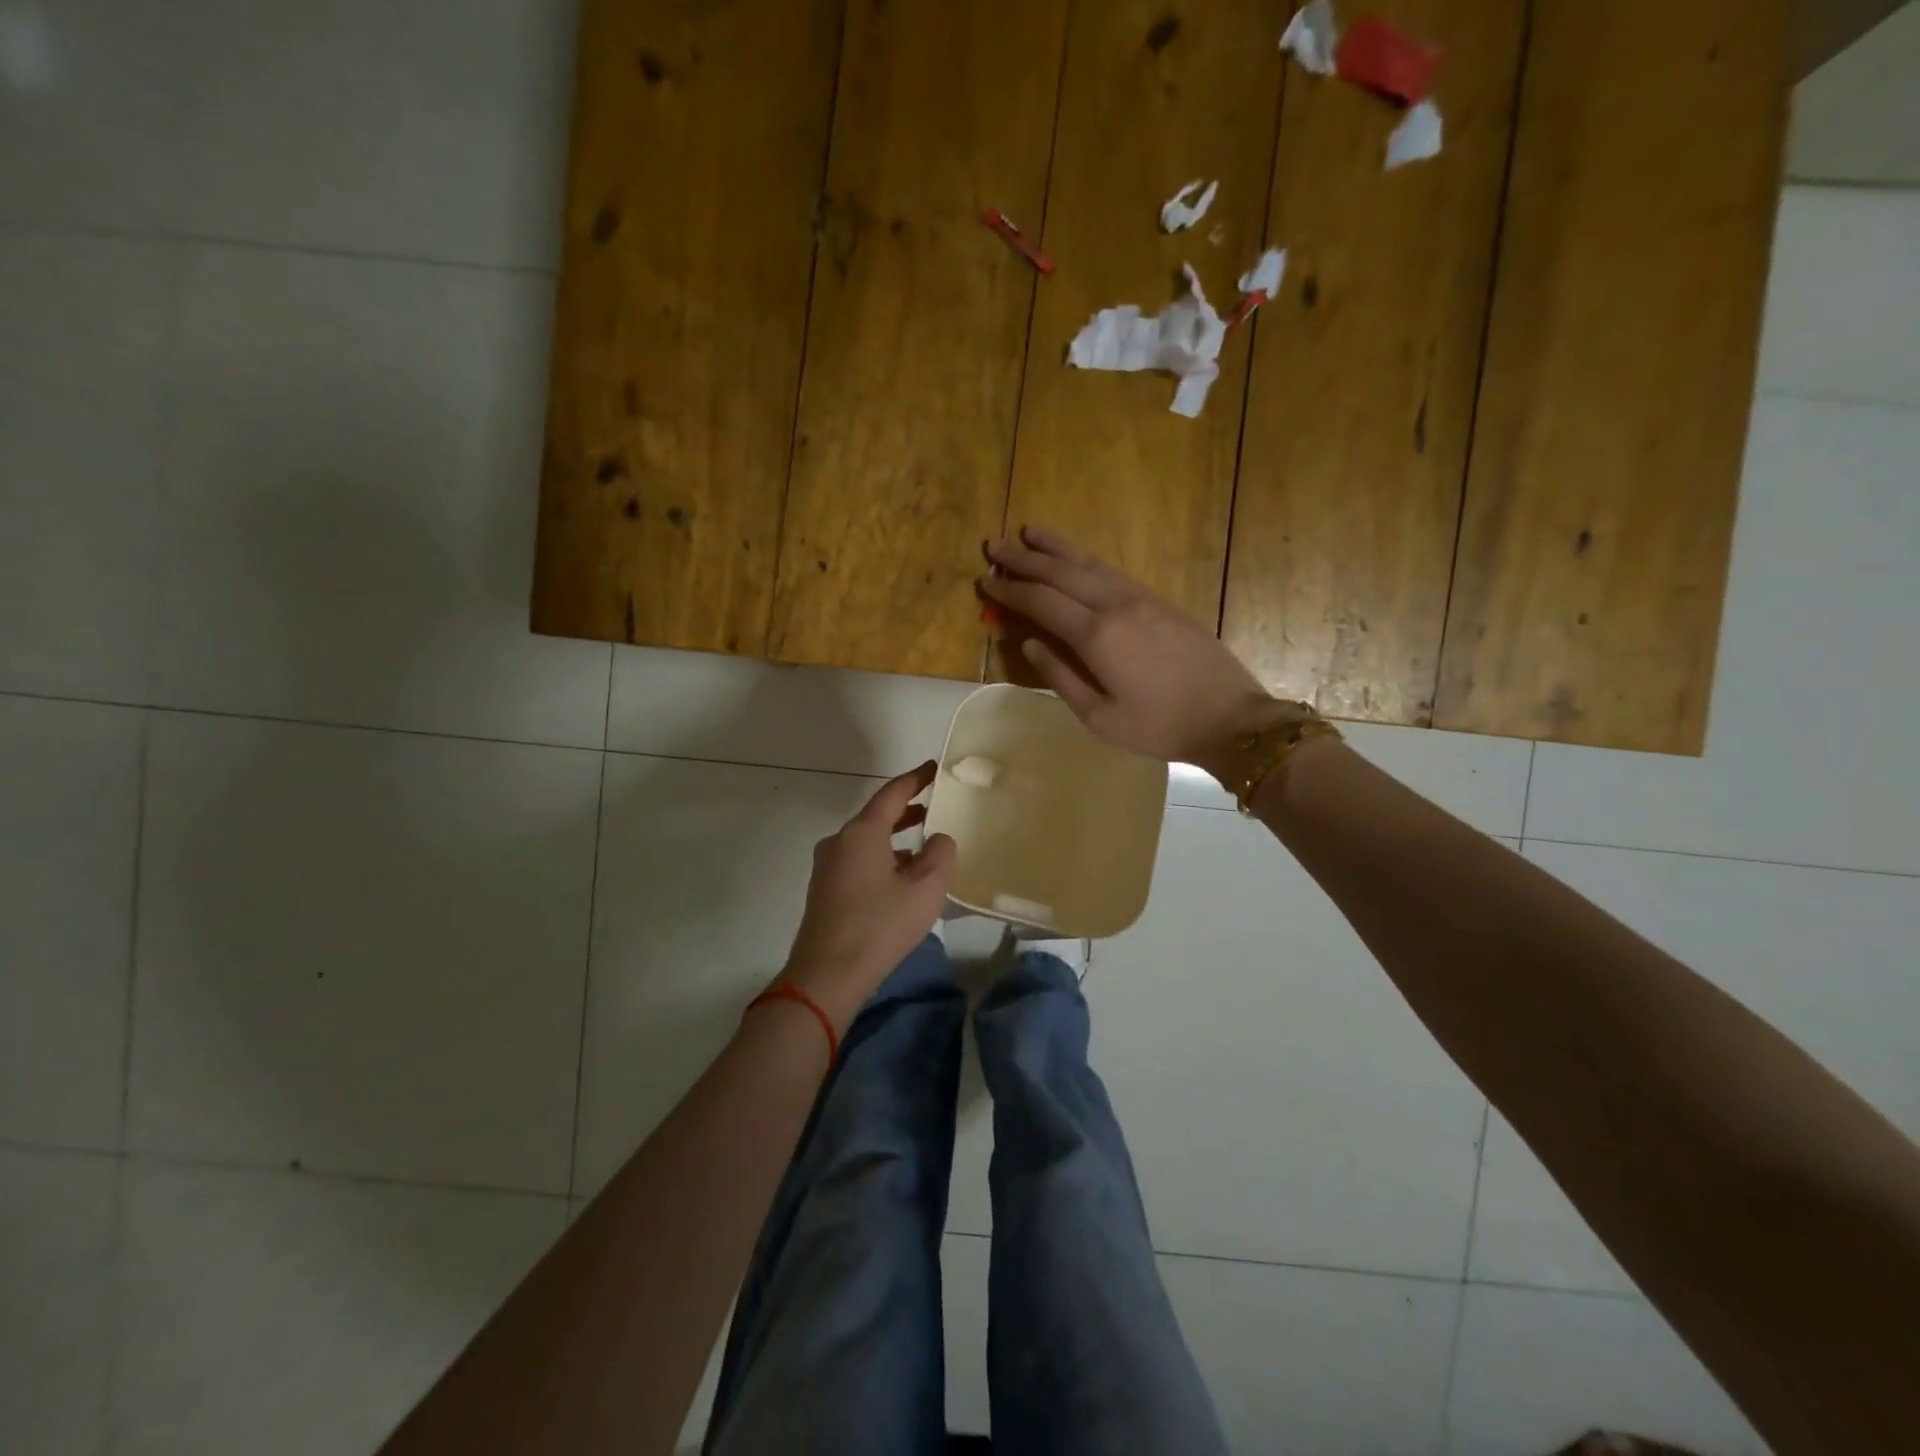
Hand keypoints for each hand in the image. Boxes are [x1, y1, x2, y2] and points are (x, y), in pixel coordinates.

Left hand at [779, 762, 955, 1032]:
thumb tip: (937, 839)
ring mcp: (827, 867)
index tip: (934, 768)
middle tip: (934, 808)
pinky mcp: (824, 891)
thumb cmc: (880, 925)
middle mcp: (839, 842)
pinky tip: (901, 880)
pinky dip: (882, 860)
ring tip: (924, 849)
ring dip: (895, 840)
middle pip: (877, 817)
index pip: (892, 793)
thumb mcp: (925, 889)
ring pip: (867, 842)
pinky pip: (858, 862)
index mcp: (862, 832)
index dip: (916, 779)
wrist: (827, 976)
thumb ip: (940, 854)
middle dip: (907, 811)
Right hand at [979, 527, 1276, 777]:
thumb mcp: (1099, 717)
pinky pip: (1111, 571)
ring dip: (1055, 547)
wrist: (1229, 717)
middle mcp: (1115, 605)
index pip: (1041, 601)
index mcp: (1096, 636)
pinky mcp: (1158, 601)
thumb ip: (1059, 677)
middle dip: (1024, 558)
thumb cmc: (1159, 726)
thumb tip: (1028, 642)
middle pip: (1061, 572)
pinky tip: (1075, 557)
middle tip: (994, 544)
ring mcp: (1139, 599)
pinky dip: (1085, 559)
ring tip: (1028, 532)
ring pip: (1088, 563)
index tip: (983, 579)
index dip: (1009, 590)